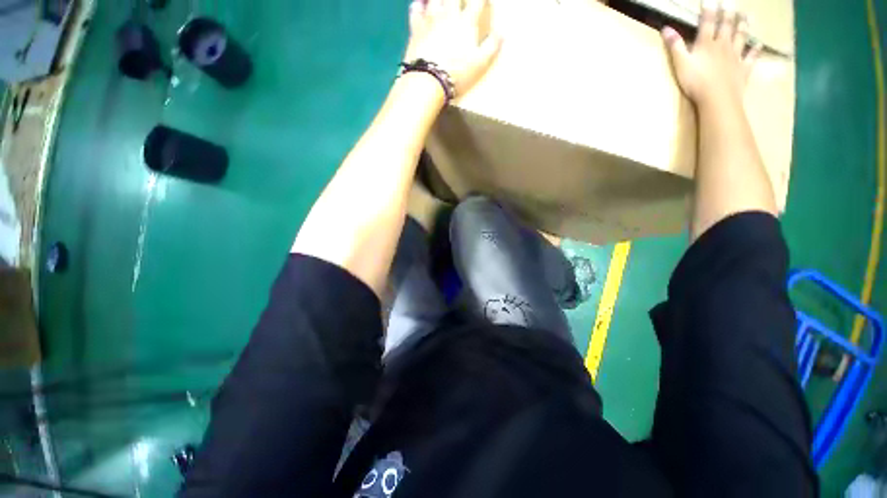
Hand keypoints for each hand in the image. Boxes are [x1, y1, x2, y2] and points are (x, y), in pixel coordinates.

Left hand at [404, 0, 502, 97]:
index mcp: (466, 22)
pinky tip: (421, 5)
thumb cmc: (457, 73)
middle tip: (460, 2)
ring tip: (443, 2)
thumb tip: (503, 33)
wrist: (429, 81)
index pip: (477, 0)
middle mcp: (448, 14)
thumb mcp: (480, 64)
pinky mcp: (416, 29)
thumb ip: (492, 46)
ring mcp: (430, 19)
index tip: (483, 1)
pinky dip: (419, 5)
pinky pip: (415, 9)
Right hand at [661, 0, 761, 108]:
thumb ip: (675, 46)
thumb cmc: (696, 82)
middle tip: (732, 3)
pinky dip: (755, 50)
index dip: (708, 10)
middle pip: (727, 26)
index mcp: (707, 44)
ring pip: (741, 37)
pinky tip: (758, 44)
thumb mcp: (680, 64)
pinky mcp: (743, 69)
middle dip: (729, 13)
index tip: (709, 0)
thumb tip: (666, 28)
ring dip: (744, 26)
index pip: (707, 22)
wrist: (717, 98)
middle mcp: (723, 45)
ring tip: (747, 16)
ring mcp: (735, 56)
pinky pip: (751, 57)